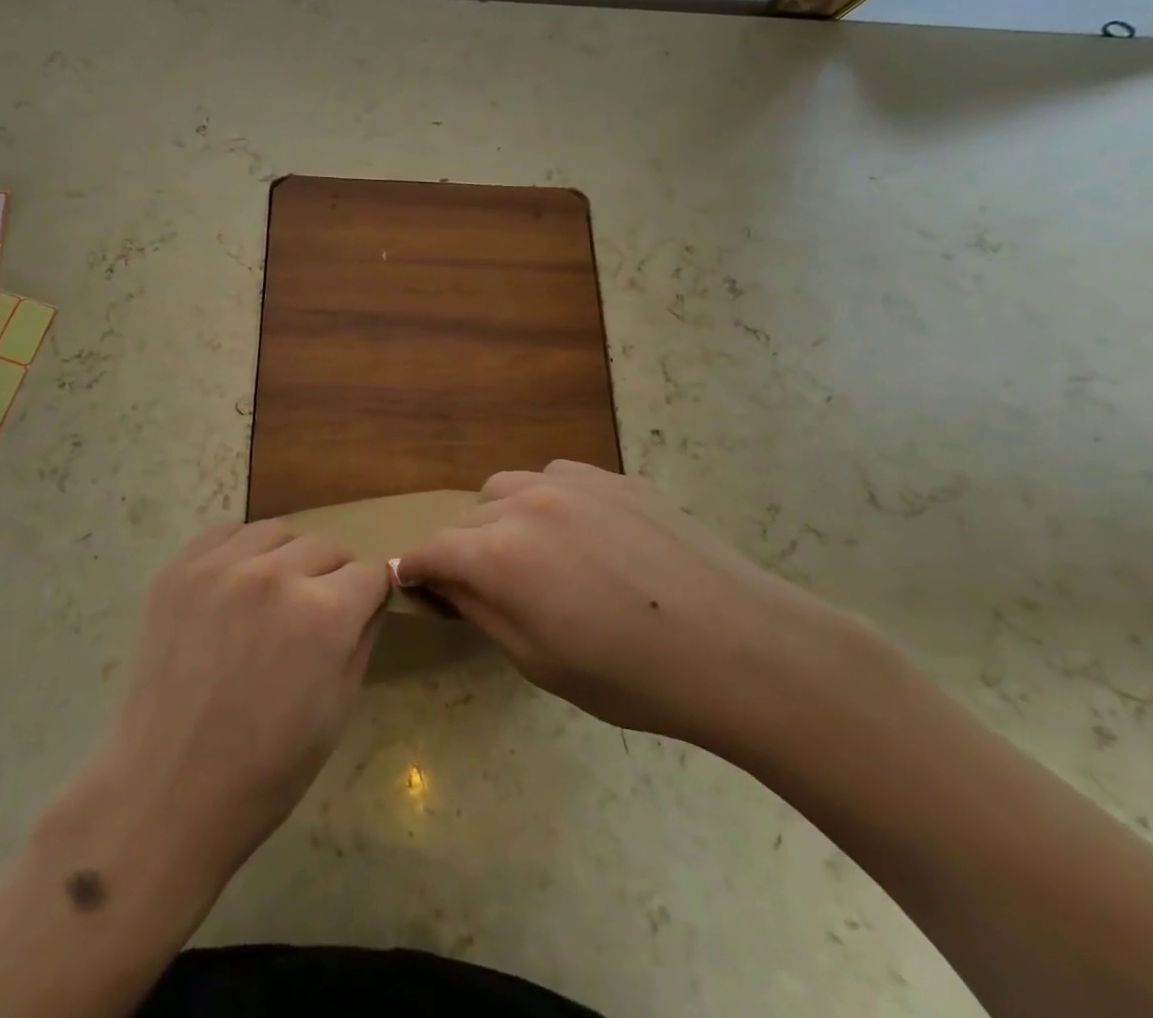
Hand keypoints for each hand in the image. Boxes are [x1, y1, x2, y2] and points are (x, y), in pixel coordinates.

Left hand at [74, 520, 389, 892]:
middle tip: (318, 610)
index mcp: (324, 613)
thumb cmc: (266, 768)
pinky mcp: (179, 569)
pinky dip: (242, 550)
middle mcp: (276, 574)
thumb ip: (362, 639)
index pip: (369, 573)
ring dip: (288, 556)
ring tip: (275, 594)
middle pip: (326, 546)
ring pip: (276, 532)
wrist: (167, 791)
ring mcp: (222, 566)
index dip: (371, 593)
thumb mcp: (338, 709)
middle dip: (334, 574)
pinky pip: (226, 534)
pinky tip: (236, 585)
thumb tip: (371, 600)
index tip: (363, 609)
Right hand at [395, 460, 857, 754]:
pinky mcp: (614, 477)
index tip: (414, 585)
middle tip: (486, 585)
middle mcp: (525, 501)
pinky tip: (582, 536)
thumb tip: (447, 585)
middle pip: (467, 515)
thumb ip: (482, 612)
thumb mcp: (539, 661)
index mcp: (499, 552)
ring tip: (532, 555)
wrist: (738, 646)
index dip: (416, 568)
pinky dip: (548, 501)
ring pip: (508, 487)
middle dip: (463, 549)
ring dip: (502, 518)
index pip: (431, 548)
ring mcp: (573, 481)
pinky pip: (557, 478)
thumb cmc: (631, 675)